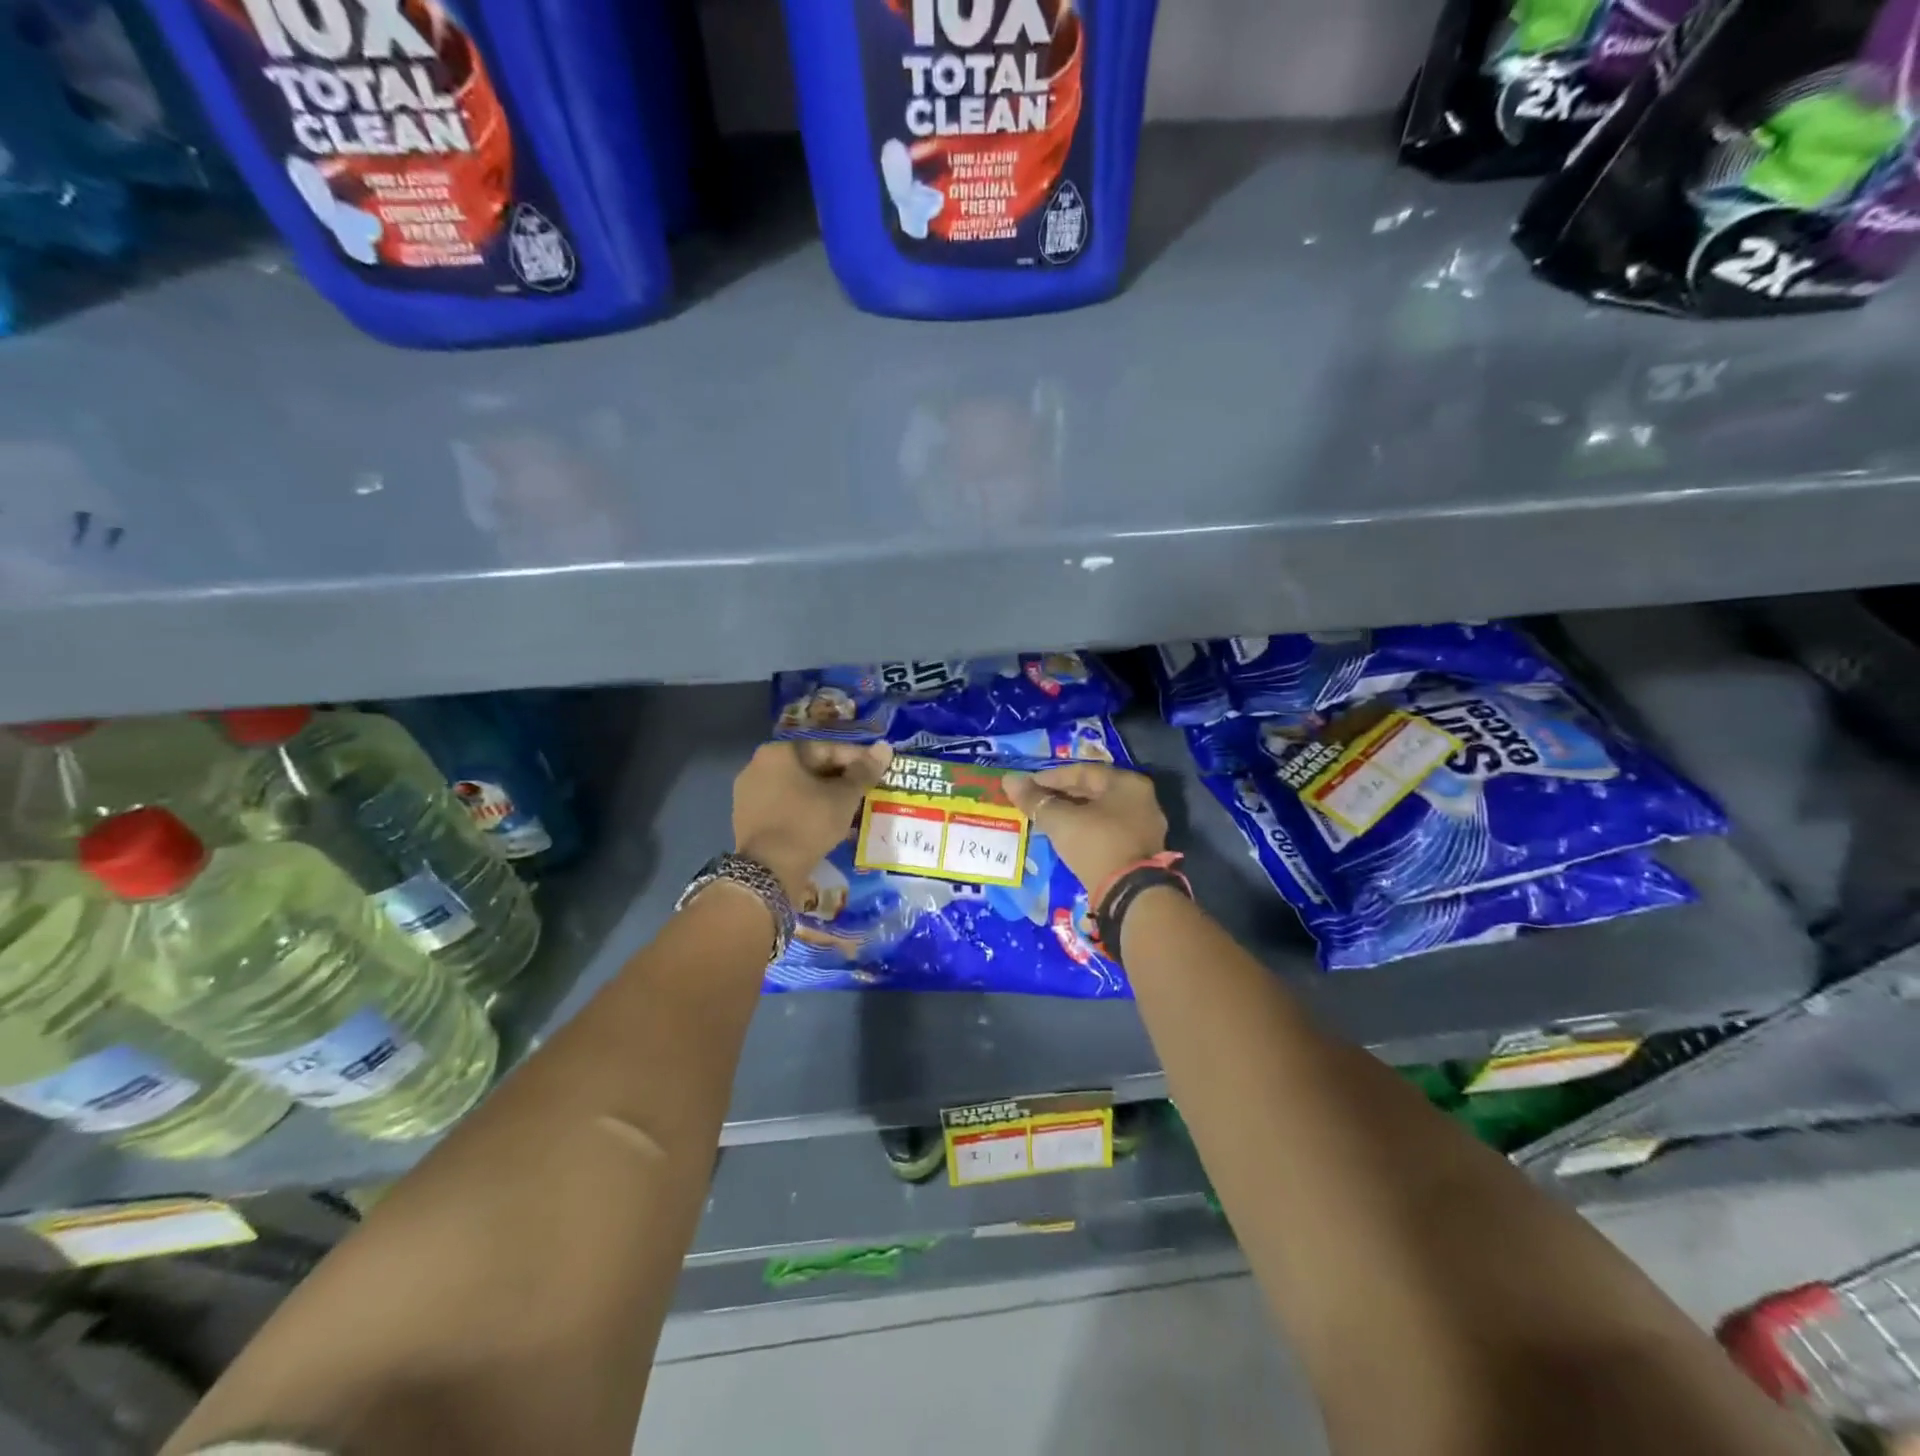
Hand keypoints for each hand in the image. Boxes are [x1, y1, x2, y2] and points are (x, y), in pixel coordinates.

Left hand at [734, 741, 892, 897]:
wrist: (768, 871)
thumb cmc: (808, 824)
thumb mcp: (843, 797)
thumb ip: (864, 772)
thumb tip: (885, 748)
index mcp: (779, 752)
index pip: (828, 750)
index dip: (858, 760)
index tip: (878, 771)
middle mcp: (758, 765)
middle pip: (811, 768)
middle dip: (840, 779)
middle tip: (866, 791)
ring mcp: (748, 792)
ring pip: (798, 788)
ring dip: (824, 795)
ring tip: (850, 808)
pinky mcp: (747, 817)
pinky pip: (785, 805)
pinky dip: (806, 809)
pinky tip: (825, 822)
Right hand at [1005, 763, 1167, 893]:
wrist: (1129, 895)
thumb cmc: (1096, 845)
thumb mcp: (1060, 821)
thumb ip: (1035, 800)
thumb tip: (1009, 780)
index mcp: (1127, 783)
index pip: (1082, 771)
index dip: (1049, 777)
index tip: (1026, 786)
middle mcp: (1141, 799)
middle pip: (1093, 790)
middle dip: (1060, 795)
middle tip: (1033, 802)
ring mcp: (1144, 826)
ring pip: (1099, 812)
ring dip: (1071, 813)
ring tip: (1045, 819)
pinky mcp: (1140, 850)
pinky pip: (1106, 830)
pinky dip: (1085, 829)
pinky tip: (1065, 836)